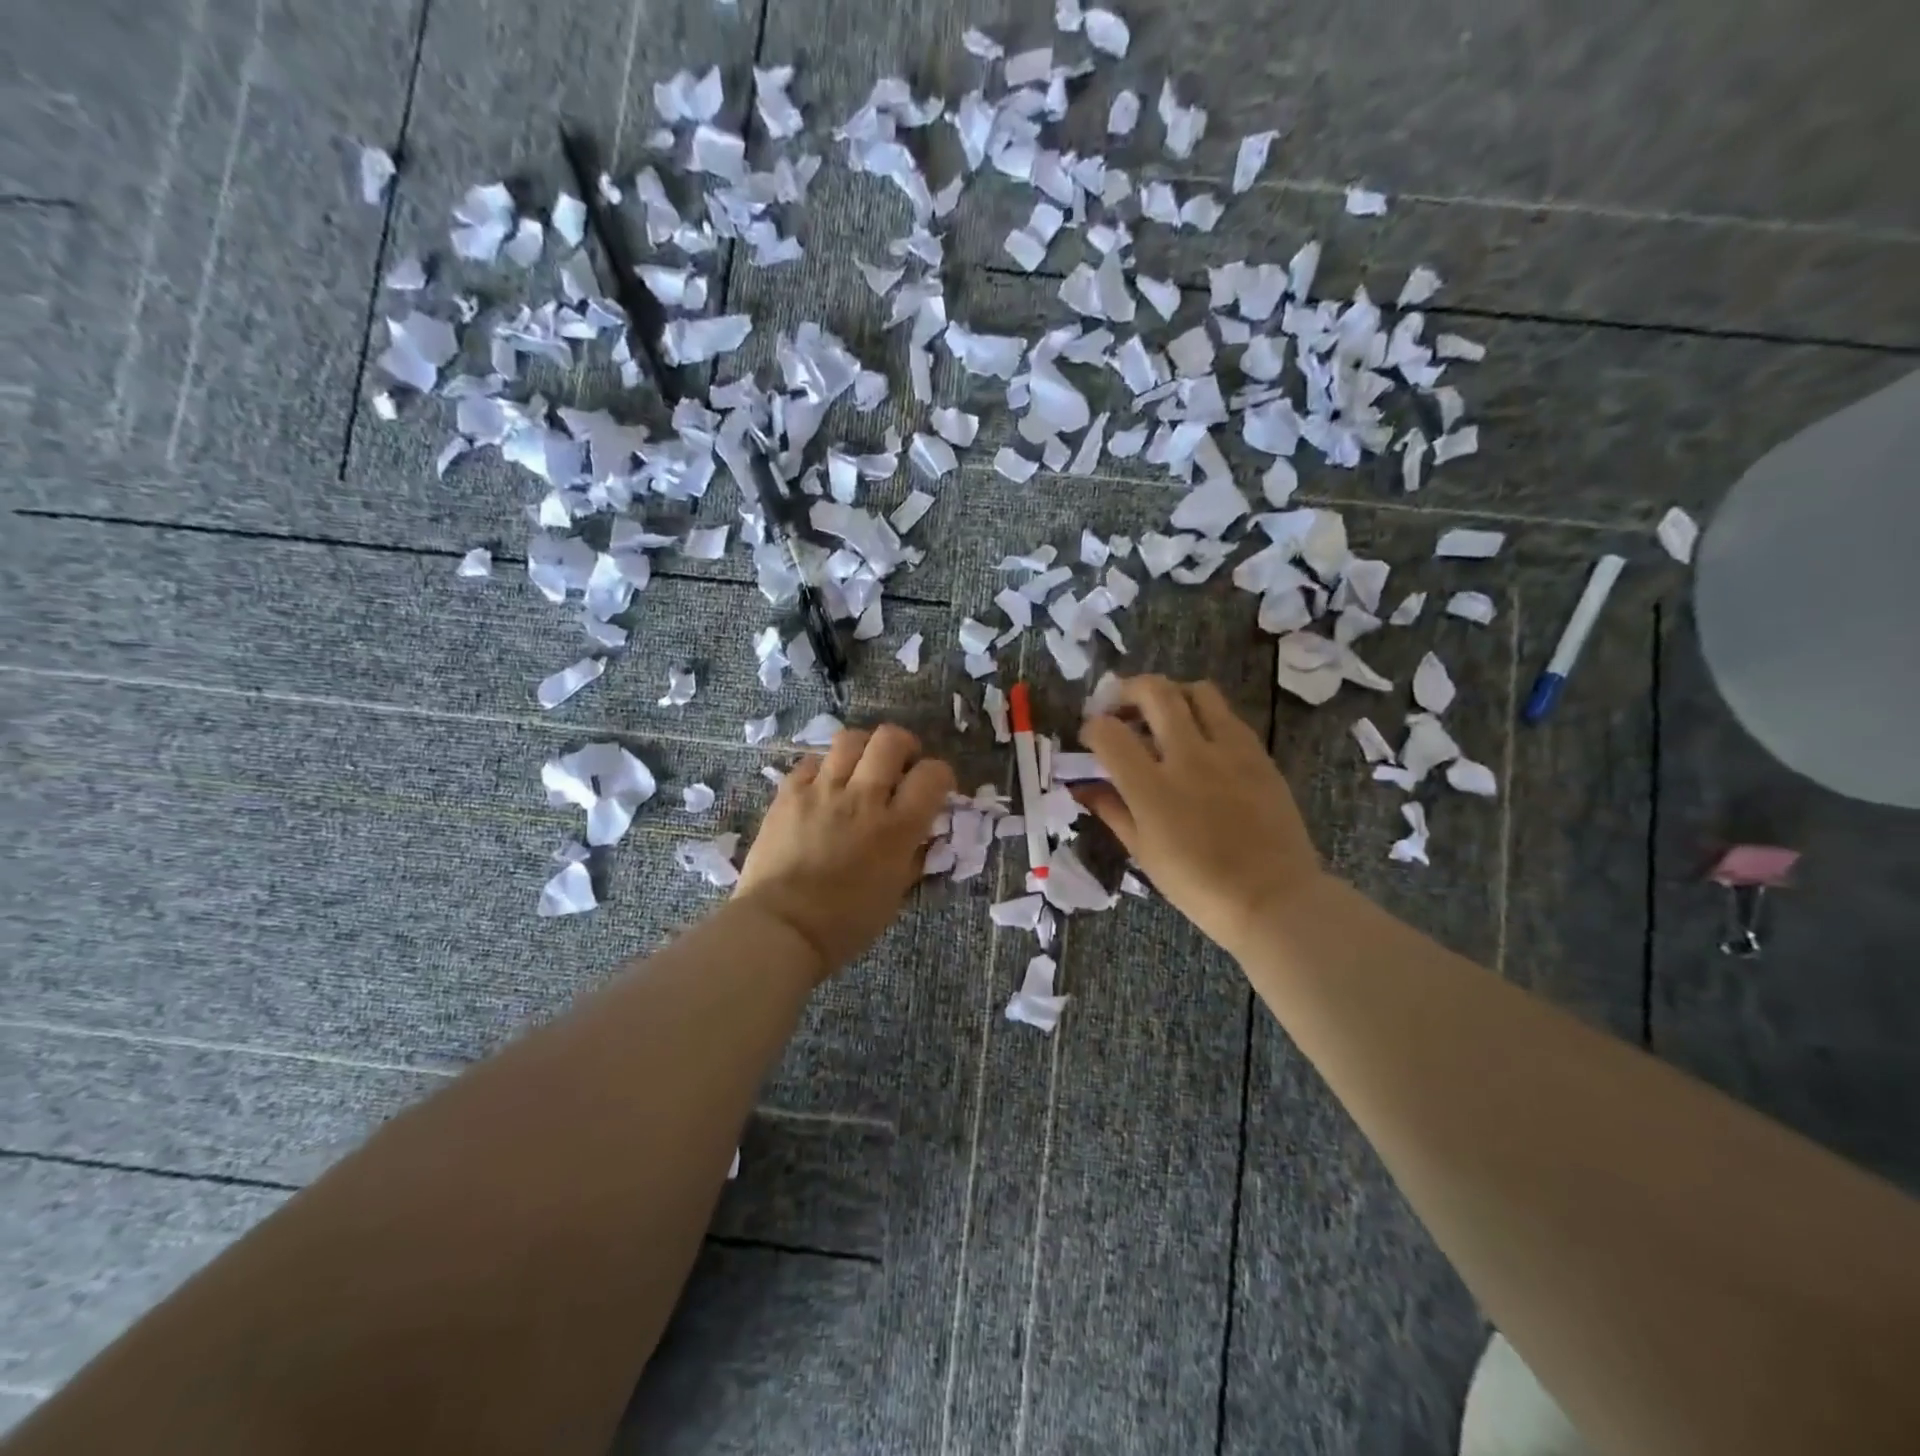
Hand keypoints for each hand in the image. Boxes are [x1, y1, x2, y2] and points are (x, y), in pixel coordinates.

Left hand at [735, 724, 955, 979]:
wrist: (781, 928)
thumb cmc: (845, 923)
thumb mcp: (895, 894)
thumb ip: (914, 857)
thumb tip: (924, 835)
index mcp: (898, 827)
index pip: (933, 774)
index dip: (941, 775)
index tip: (936, 787)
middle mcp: (864, 798)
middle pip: (890, 740)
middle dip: (904, 746)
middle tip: (900, 766)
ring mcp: (823, 791)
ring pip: (850, 739)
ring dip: (864, 749)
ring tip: (861, 769)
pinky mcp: (789, 794)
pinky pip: (812, 761)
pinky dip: (825, 767)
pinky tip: (824, 786)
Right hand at [1078, 676, 1322, 956]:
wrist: (1273, 898)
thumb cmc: (1198, 886)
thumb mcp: (1143, 852)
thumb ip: (1111, 809)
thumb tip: (1083, 787)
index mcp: (1152, 788)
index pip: (1109, 733)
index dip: (1092, 727)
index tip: (1091, 737)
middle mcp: (1189, 756)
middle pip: (1154, 692)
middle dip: (1127, 690)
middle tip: (1119, 707)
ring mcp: (1228, 750)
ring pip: (1197, 691)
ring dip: (1171, 694)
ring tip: (1162, 714)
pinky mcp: (1258, 753)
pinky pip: (1227, 715)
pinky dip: (1204, 715)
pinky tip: (1200, 738)